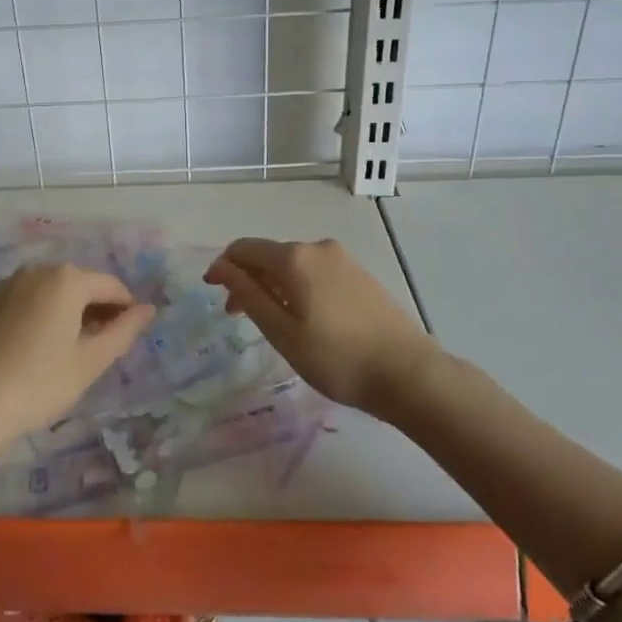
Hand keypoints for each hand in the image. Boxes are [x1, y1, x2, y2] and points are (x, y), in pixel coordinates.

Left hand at [0, 264, 155, 449]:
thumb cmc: (41, 382)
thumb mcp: (91, 361)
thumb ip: (124, 330)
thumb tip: (147, 309)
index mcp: (67, 279)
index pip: (110, 286)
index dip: (126, 309)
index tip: (129, 336)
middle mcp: (37, 270)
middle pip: (79, 284)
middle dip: (95, 309)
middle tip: (100, 346)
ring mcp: (7, 284)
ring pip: (50, 291)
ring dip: (67, 311)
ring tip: (68, 349)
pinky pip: (24, 300)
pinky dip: (38, 314)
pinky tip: (34, 347)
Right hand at [205, 238, 441, 415]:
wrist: (409, 374)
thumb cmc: (337, 358)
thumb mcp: (282, 332)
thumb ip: (248, 295)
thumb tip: (221, 267)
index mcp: (294, 258)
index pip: (244, 248)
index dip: (223, 266)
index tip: (212, 292)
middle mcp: (317, 248)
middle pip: (269, 256)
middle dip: (247, 279)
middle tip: (237, 317)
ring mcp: (342, 260)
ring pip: (293, 265)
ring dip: (273, 285)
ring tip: (271, 321)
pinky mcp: (360, 275)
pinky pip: (315, 272)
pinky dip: (297, 288)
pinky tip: (303, 318)